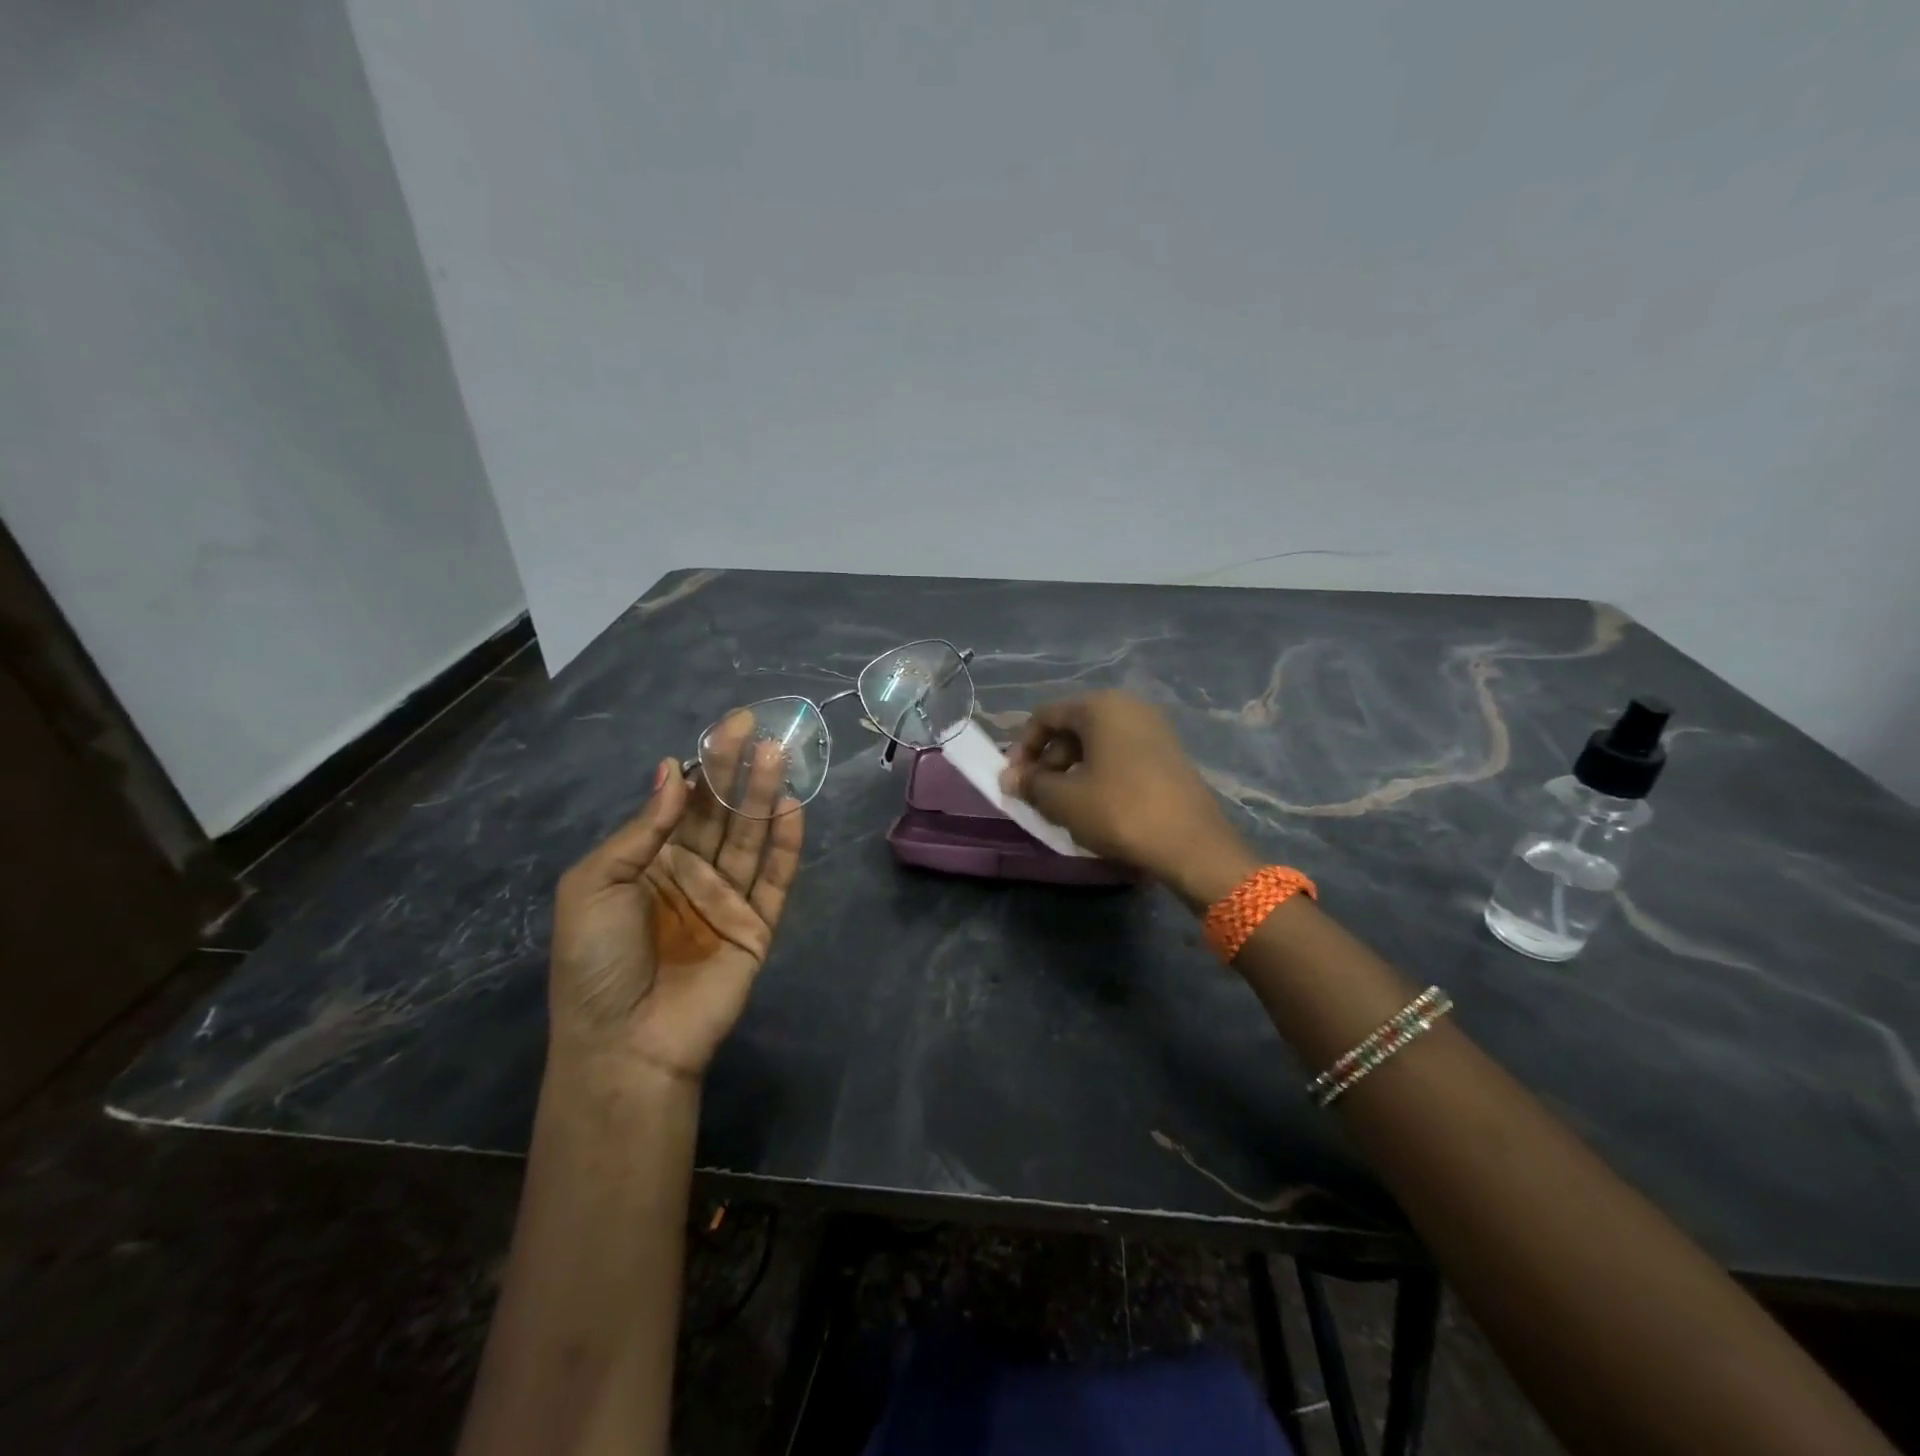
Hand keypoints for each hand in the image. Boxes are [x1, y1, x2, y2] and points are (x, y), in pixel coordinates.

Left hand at [549, 717, 802, 1086]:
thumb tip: (670, 771)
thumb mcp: (595, 885)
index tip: (727, 728)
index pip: (684, 802)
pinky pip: (775, 877)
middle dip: (739, 771)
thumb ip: (641, 830)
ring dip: (765, 796)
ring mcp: (727, 899)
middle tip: (760, 730)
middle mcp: (692, 873)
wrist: (625, 1044)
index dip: (705, 765)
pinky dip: (786, 843)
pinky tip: (793, 808)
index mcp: (650, 862)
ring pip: (751, 837)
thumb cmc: (596, 962)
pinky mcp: (758, 925)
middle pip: (722, 813)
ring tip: (779, 755)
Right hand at [999, 691, 1253, 905]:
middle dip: (1048, 761)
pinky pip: (1121, 756)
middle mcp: (1129, 707)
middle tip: (1037, 797)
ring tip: (1064, 807)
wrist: (1193, 845)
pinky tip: (1096, 808)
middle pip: (1072, 727)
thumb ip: (1030, 784)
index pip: (1045, 716)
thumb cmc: (1119, 812)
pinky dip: (1099, 775)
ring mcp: (1154, 730)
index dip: (1022, 748)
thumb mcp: (1063, 800)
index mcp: (1100, 707)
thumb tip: (1009, 778)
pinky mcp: (1169, 754)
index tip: (1013, 781)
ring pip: (1097, 744)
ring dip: (1072, 771)